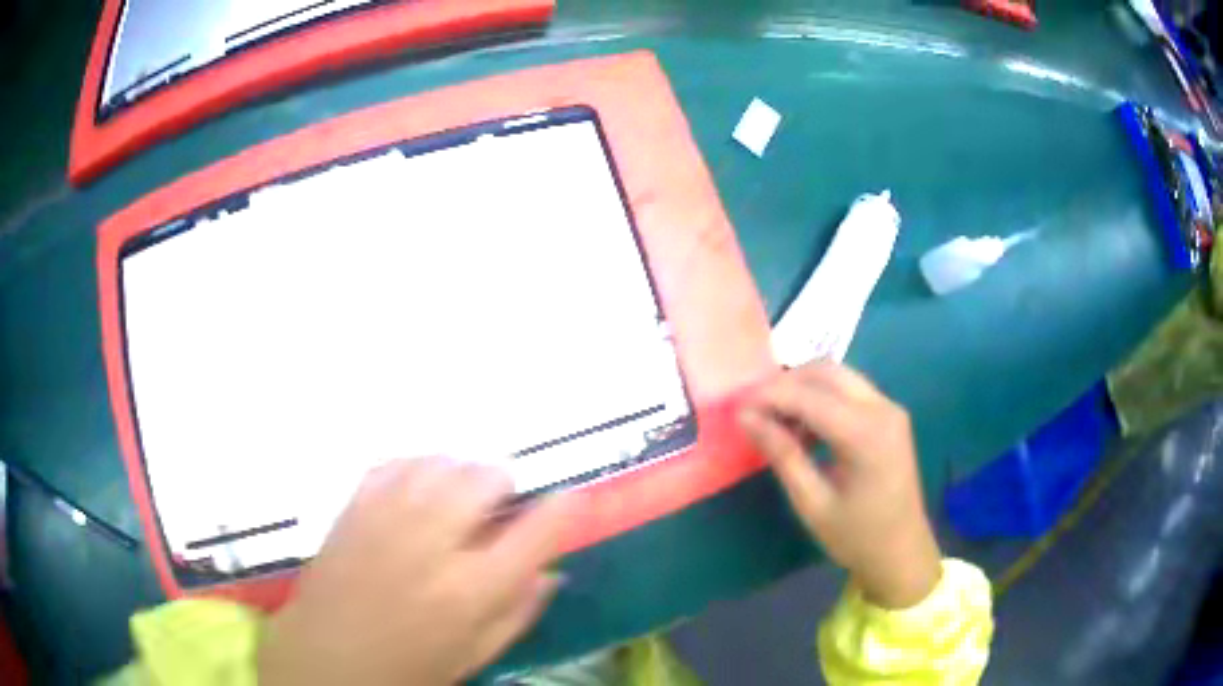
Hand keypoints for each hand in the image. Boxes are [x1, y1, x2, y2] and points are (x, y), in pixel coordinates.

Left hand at [259, 457, 571, 685]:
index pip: (537, 532)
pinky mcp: (354, 507)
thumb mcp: (475, 655)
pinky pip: (396, 463)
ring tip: (457, 498)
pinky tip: (418, 489)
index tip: (570, 498)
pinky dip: (418, 467)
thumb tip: (552, 572)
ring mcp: (387, 518)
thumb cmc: (407, 669)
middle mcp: (432, 543)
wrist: (325, 661)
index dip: (562, 507)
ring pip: (441, 462)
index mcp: (471, 591)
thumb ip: (519, 613)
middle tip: (497, 508)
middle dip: (502, 486)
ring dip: (460, 473)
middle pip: (484, 478)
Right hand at [739, 362, 940, 608]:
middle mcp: (882, 408)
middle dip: (785, 384)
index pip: (809, 396)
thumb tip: (746, 418)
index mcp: (866, 434)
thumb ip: (782, 454)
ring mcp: (890, 408)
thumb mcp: (812, 502)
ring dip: (804, 390)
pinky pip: (850, 391)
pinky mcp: (890, 415)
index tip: (737, 408)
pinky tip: (806, 429)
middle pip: (825, 371)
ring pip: (838, 376)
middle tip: (755, 412)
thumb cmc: (856, 536)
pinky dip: (822, 399)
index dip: (769, 396)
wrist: (902, 552)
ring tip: (777, 424)